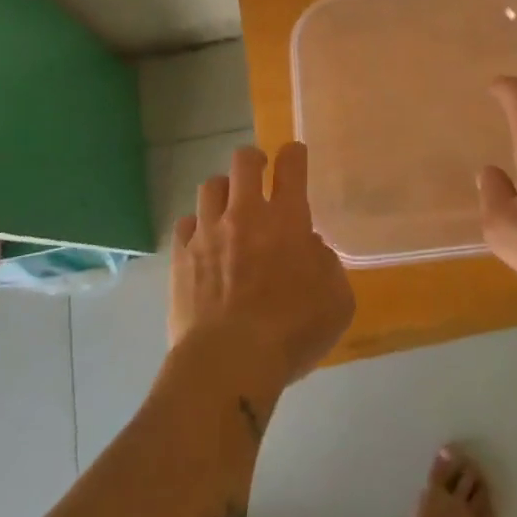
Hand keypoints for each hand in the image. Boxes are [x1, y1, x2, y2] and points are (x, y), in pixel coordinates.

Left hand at [169, 143, 355, 392]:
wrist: (229, 362)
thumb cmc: (292, 331)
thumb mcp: (337, 300)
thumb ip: (327, 265)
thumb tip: (310, 248)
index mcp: (287, 218)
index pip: (291, 165)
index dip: (294, 154)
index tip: (294, 155)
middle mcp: (245, 214)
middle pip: (244, 161)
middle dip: (253, 160)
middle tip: (259, 174)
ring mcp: (208, 233)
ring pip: (210, 186)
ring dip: (223, 191)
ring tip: (229, 207)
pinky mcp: (180, 257)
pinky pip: (185, 224)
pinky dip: (195, 226)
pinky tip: (202, 242)